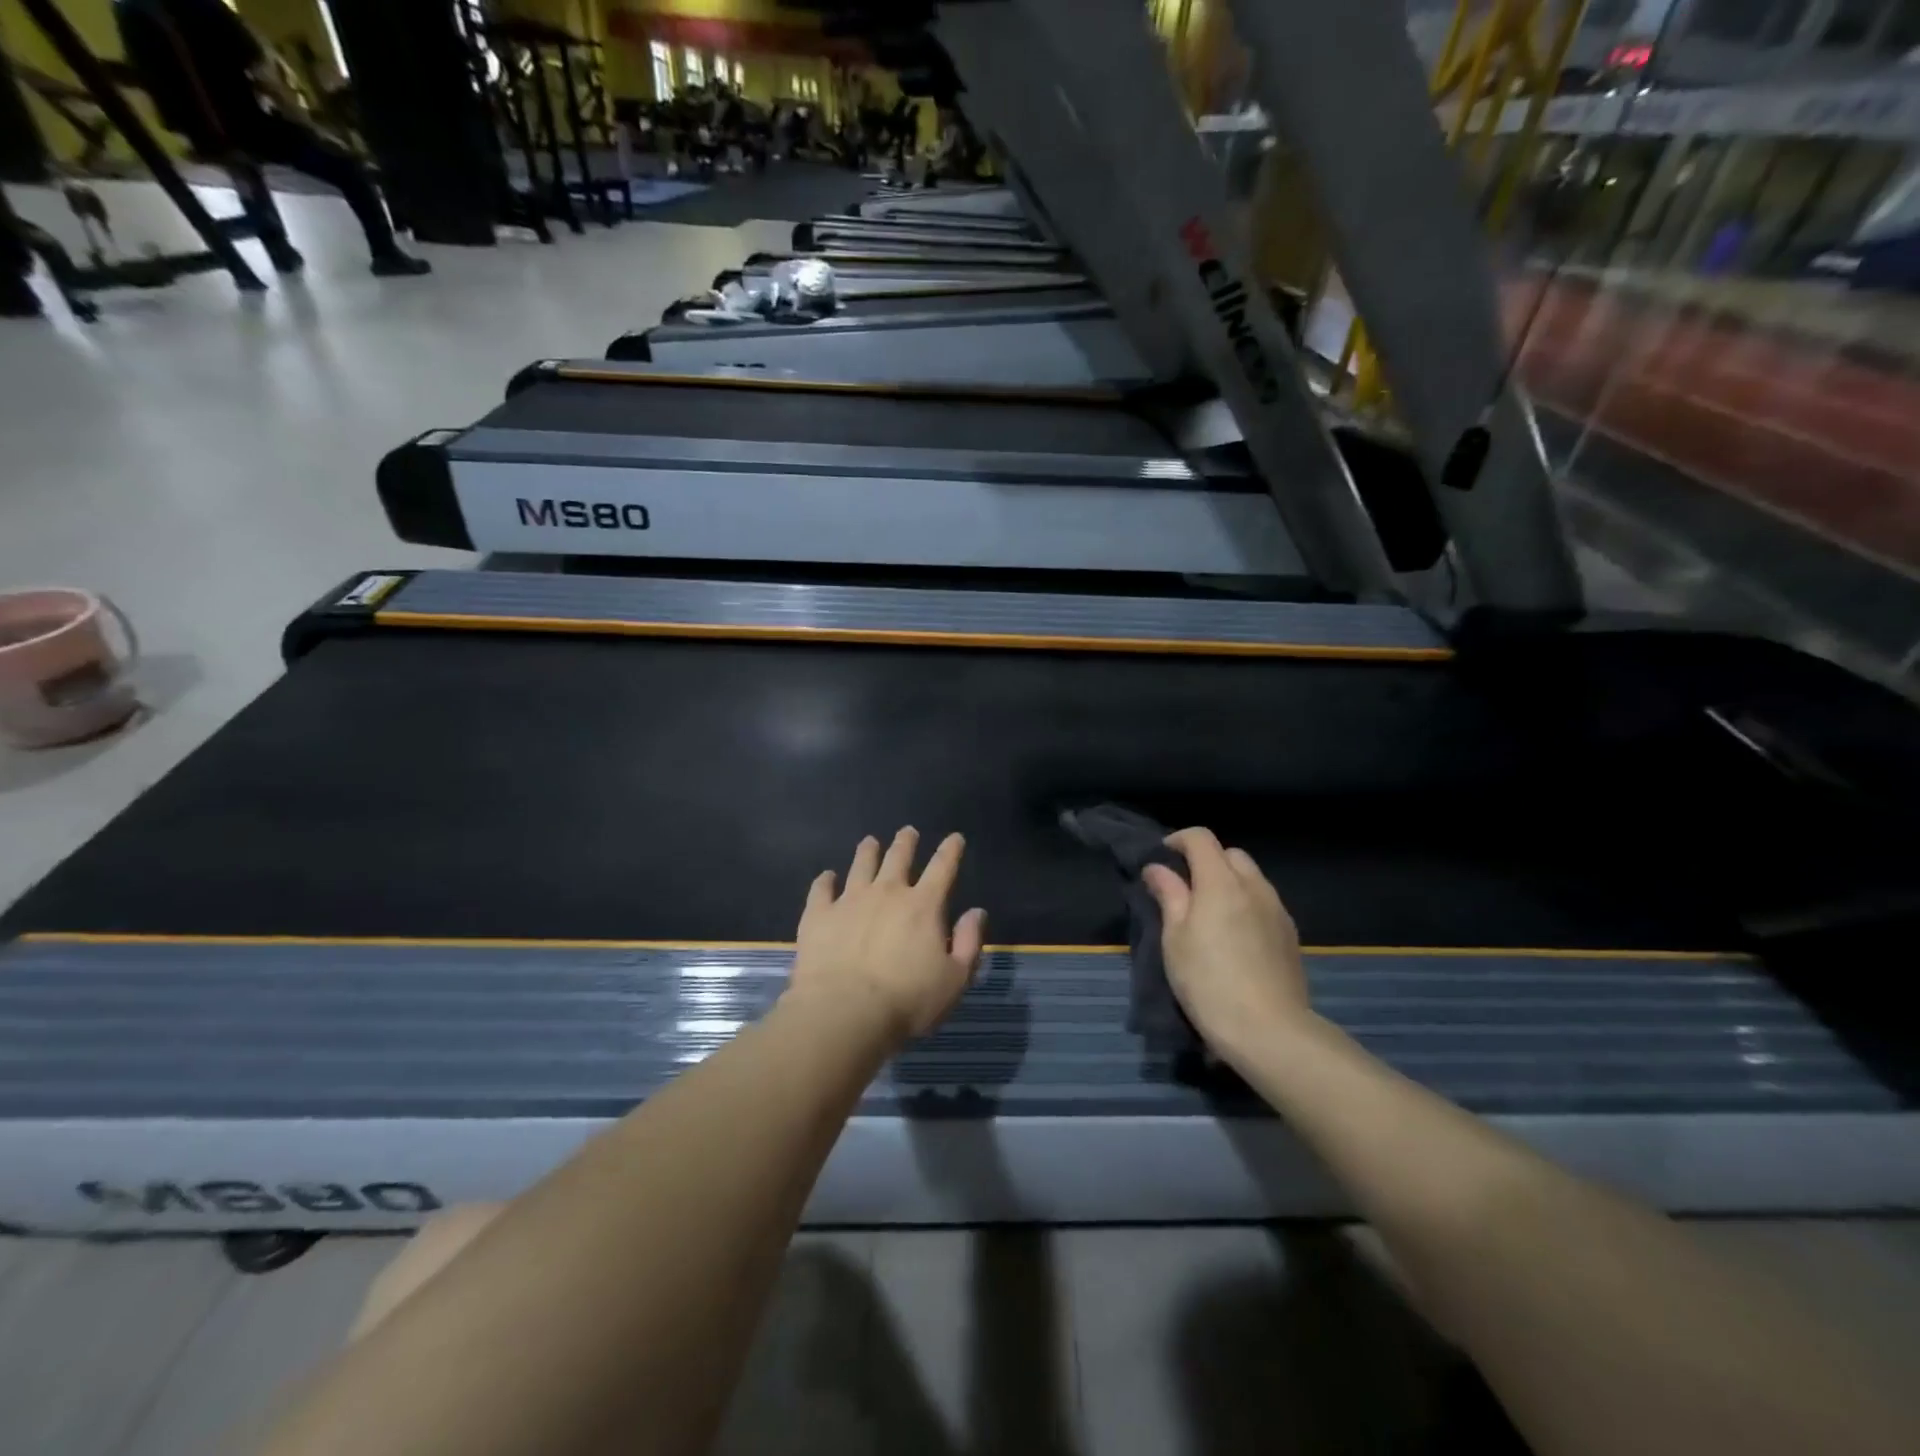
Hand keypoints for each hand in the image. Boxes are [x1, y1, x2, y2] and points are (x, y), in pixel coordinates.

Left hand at [788, 828, 987, 1043]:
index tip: (955, 838)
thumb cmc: (907, 1001)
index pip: (942, 868)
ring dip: (868, 851)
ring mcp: (849, 900)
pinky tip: (827, 877)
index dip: (951, 850)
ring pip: (861, 865)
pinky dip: (825, 880)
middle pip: (898, 858)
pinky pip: (821, 889)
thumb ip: (969, 943)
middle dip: (906, 842)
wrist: (844, 1012)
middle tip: (908, 831)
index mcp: (923, 906)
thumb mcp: (955, 979)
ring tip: (870, 842)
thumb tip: (976, 912)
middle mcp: (887, 893)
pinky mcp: (819, 915)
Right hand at [1142, 828, 1311, 1057]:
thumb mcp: (1174, 939)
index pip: (1201, 838)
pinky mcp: (1290, 934)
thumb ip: (1169, 895)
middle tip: (1185, 890)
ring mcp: (1277, 909)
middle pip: (1230, 854)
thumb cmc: (1208, 982)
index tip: (1162, 860)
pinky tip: (1235, 936)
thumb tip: (1157, 868)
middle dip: (1206, 860)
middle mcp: (1254, 886)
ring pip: (1251, 877)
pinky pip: (1264, 901)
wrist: (1269, 1031)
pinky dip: (1246, 903)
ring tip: (1210, 914)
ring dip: (1228, 882)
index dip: (1178, 840)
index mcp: (1221, 882)